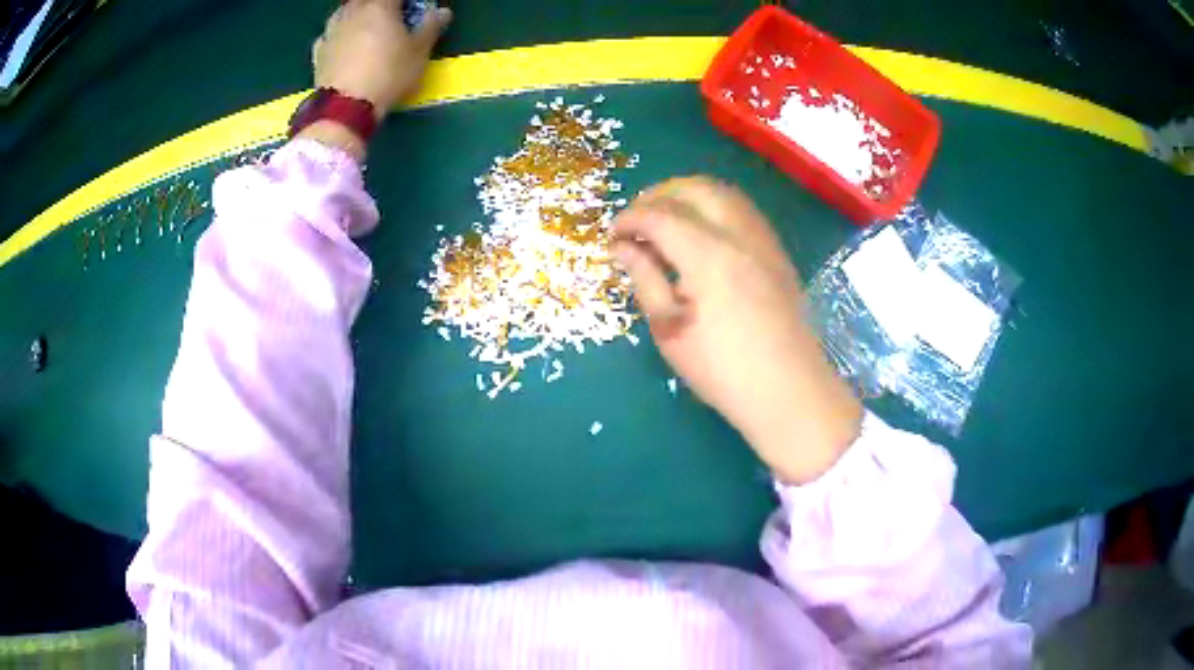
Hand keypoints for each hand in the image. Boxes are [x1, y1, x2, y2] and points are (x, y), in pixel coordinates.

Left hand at [312, 0, 451, 118]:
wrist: (345, 107)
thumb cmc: (388, 74)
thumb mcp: (419, 52)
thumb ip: (431, 26)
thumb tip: (442, 12)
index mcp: (380, 6)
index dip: (408, 3)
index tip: (413, 12)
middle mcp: (353, 11)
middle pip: (367, 0)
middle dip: (380, 7)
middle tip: (391, 19)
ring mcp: (332, 30)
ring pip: (346, 11)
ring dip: (358, 15)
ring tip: (366, 28)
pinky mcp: (318, 51)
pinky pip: (331, 33)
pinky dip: (340, 34)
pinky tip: (345, 45)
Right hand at [613, 177, 861, 483]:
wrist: (788, 390)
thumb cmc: (722, 369)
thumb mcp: (670, 329)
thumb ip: (644, 278)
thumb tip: (623, 247)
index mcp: (708, 255)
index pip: (660, 215)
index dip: (630, 219)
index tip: (613, 236)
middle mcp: (739, 234)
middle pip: (695, 189)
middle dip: (659, 195)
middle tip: (637, 221)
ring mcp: (764, 240)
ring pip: (723, 193)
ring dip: (689, 195)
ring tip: (666, 221)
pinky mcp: (777, 252)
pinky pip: (742, 210)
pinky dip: (715, 207)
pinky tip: (702, 233)